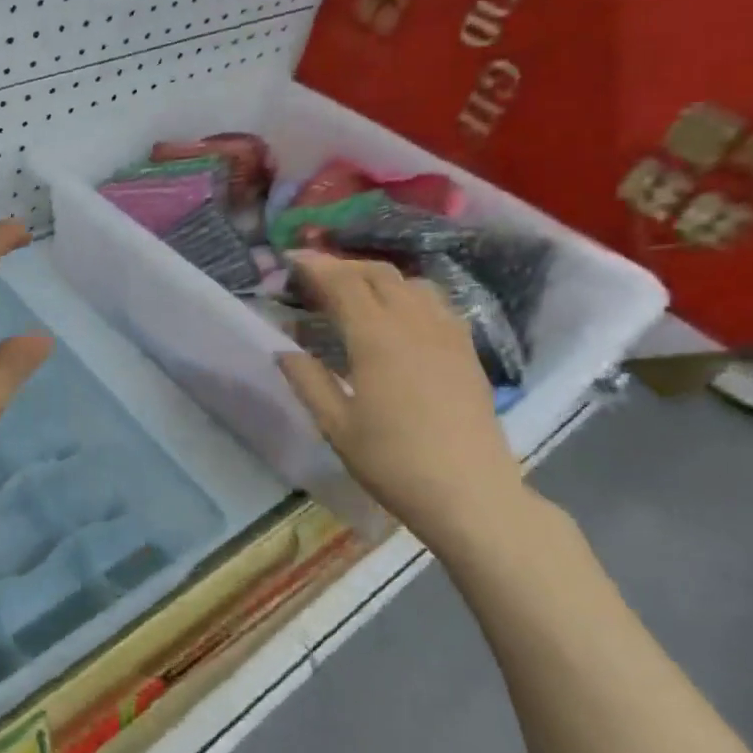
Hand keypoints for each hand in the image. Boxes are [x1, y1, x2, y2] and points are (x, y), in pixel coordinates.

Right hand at [277, 253, 524, 542]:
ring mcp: (447, 334)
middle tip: (315, 276)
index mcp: (377, 338)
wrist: (469, 493)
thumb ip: (308, 381)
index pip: (342, 283)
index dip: (314, 265)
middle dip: (344, 266)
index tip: (290, 258)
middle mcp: (414, 323)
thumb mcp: (336, 426)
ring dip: (378, 278)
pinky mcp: (466, 351)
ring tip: (355, 293)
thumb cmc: (393, 461)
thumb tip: (283, 351)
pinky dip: (409, 295)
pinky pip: (436, 304)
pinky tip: (399, 317)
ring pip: (412, 283)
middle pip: (378, 274)